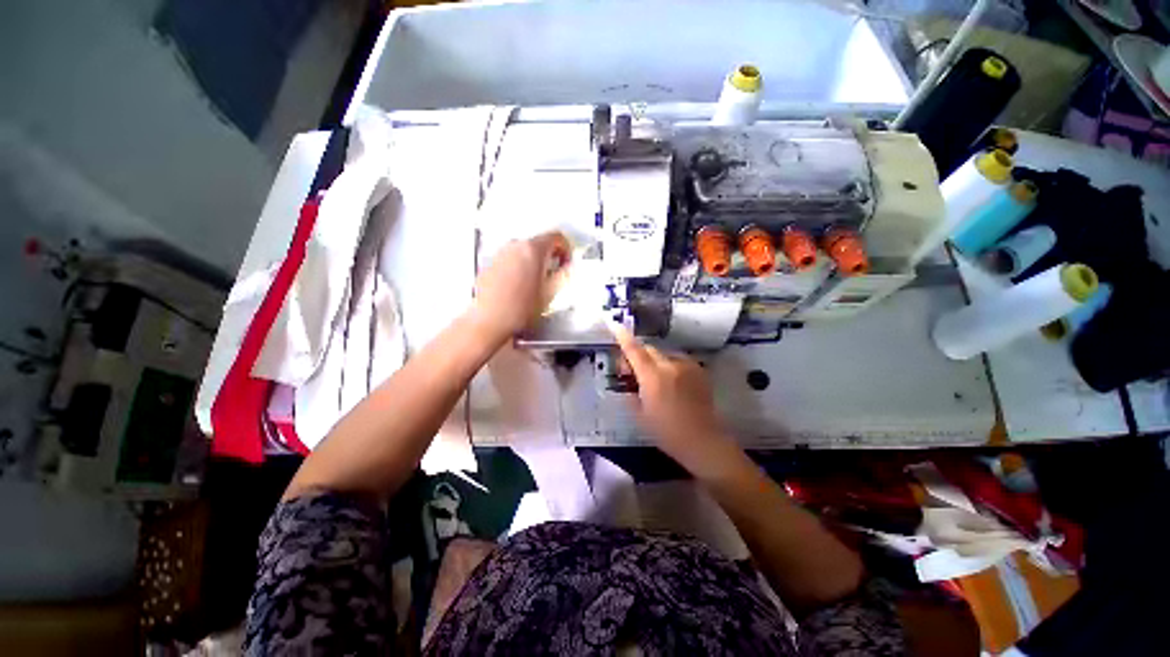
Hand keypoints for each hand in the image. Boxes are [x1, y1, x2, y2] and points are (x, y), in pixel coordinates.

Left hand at [470, 232, 570, 343]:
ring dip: (533, 262)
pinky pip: (509, 260)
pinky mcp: (489, 265)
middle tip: (554, 274)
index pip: (556, 237)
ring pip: (523, 251)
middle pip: (538, 242)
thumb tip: (567, 268)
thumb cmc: (521, 308)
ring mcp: (500, 254)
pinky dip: (518, 267)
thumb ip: (563, 275)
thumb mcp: (551, 293)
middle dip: (549, 256)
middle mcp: (515, 246)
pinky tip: (519, 287)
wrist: (491, 320)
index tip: (566, 263)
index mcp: (533, 249)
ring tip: (536, 282)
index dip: (566, 249)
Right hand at [611, 325, 743, 475]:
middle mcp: (670, 366)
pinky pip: (679, 361)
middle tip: (634, 372)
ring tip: (656, 380)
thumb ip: (631, 392)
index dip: (623, 337)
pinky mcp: (699, 371)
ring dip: (655, 361)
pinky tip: (672, 382)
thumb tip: (627, 379)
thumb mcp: (640, 415)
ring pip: (664, 354)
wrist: (703, 441)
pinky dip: (670, 365)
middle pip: (649, 350)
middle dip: (639, 356)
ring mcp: (687, 367)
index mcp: (652, 377)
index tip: (616, 326)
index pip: (634, 351)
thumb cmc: (666, 432)